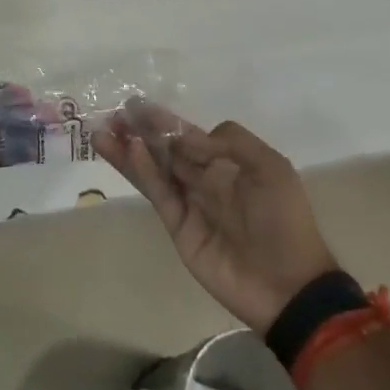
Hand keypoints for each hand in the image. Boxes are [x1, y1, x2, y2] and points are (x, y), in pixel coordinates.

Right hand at [97, 111, 335, 332]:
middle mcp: (205, 179)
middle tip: (111, 114)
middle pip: (166, 149)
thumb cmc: (283, 220)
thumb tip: (189, 136)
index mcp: (229, 163)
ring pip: (154, 169)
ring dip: (130, 150)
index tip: (136, 104)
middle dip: (140, 131)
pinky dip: (143, 172)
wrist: (288, 285)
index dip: (164, 121)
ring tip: (102, 132)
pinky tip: (129, 151)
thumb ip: (230, 143)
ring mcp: (190, 203)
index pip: (189, 136)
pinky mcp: (178, 226)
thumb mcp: (270, 167)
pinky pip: (158, 193)